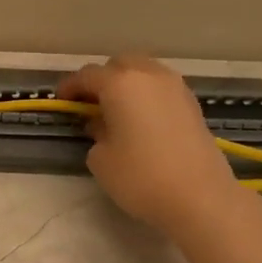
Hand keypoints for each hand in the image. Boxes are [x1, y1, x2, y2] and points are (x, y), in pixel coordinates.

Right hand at [57, 55, 244, 237]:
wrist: (200, 197)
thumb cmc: (141, 177)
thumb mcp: (100, 158)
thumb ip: (96, 133)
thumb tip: (103, 124)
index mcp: (120, 83)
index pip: (87, 75)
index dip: (70, 87)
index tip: (61, 101)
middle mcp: (149, 75)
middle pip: (119, 65)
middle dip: (102, 80)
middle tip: (90, 104)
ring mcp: (175, 87)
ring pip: (144, 73)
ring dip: (127, 85)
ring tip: (117, 112)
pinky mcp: (192, 104)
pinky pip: (160, 89)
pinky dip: (146, 96)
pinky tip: (141, 120)